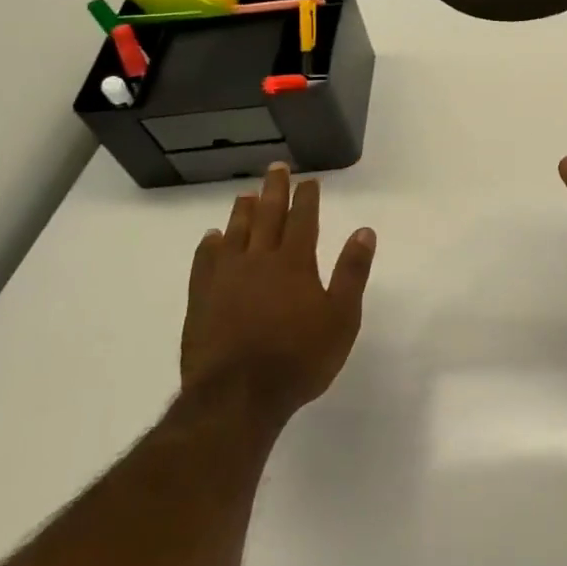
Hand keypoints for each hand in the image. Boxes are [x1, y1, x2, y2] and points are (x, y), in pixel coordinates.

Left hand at [181, 163, 376, 422]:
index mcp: (295, 262)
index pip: (303, 219)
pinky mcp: (202, 300)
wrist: (238, 397)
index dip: (307, 198)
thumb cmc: (300, 358)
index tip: (309, 180)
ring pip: (235, 234)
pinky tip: (212, 238)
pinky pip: (204, 262)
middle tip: (276, 168)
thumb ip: (352, 272)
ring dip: (242, 211)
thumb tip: (364, 231)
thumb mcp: (342, 317)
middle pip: (267, 216)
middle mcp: (259, 260)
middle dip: (274, 190)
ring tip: (246, 194)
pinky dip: (209, 246)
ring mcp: (226, 279)